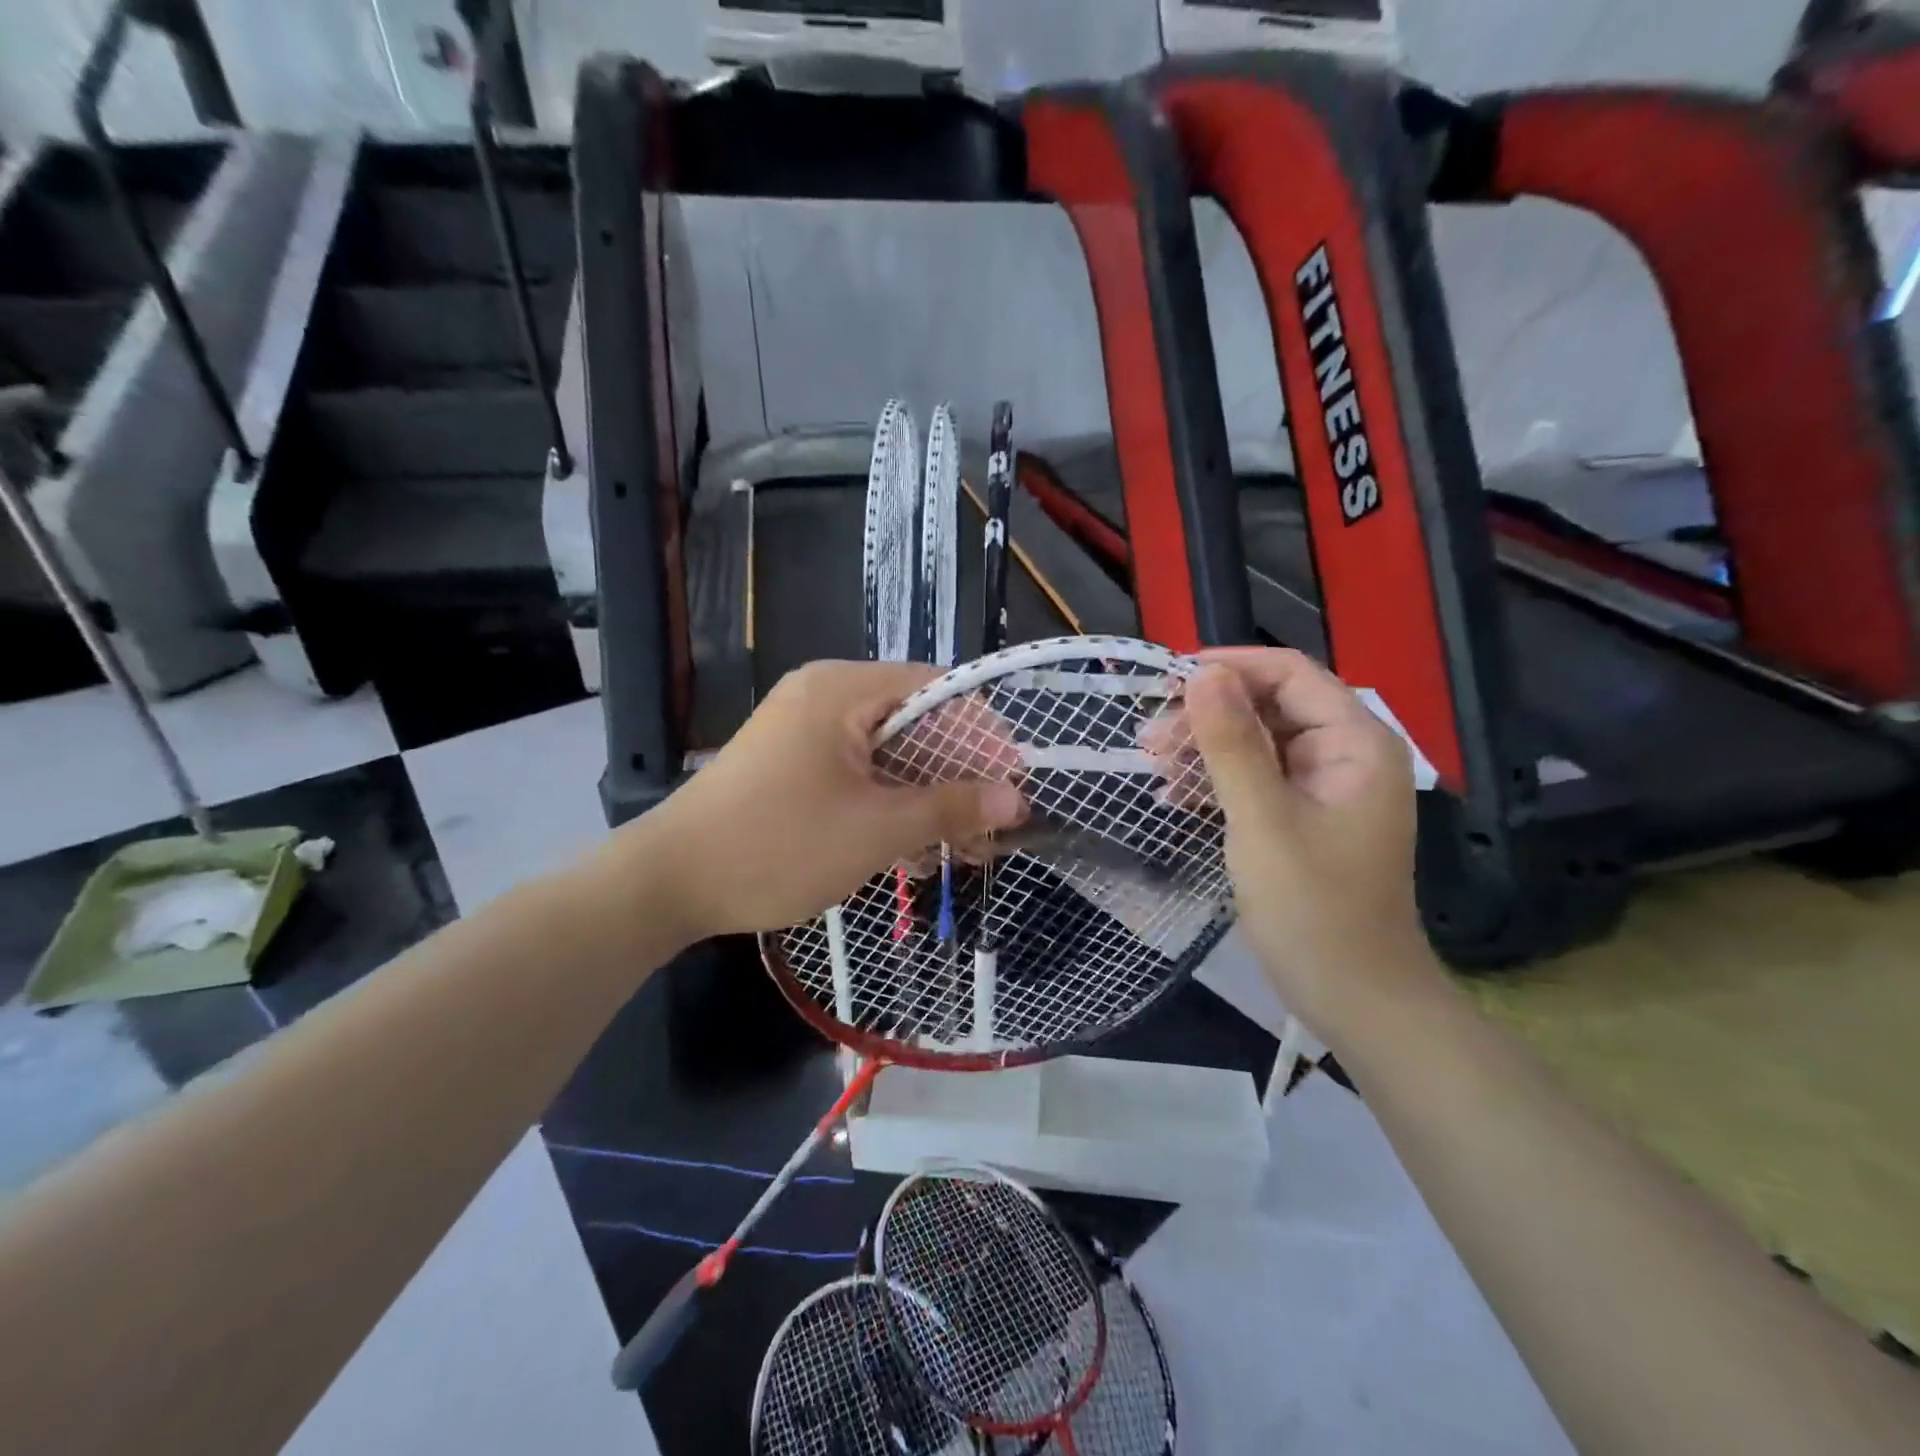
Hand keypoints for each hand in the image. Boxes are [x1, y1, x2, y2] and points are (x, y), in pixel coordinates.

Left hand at [608, 660, 1027, 942]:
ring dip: (926, 798)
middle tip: (990, 830)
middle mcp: (825, 696)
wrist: (668, 883)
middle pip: (916, 723)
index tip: (1011, 785)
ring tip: (957, 851)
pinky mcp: (794, 763)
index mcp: (843, 690)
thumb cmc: (778, 846)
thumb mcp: (876, 830)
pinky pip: (859, 772)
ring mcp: (805, 730)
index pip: (939, 690)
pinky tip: (909, 852)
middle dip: (957, 777)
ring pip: (889, 754)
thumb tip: (1016, 799)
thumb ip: (950, 807)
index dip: (983, 736)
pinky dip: (888, 804)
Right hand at [1182, 648, 1443, 1054]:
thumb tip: (1202, 673)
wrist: (1353, 995)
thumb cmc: (1313, 908)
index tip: (1167, 683)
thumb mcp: (1263, 820)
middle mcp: (1344, 753)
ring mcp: (1324, 786)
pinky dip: (1216, 780)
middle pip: (1269, 705)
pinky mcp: (1303, 815)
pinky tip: (1175, 797)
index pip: (1289, 674)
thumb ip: (1232, 744)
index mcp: (1354, 742)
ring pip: (1256, 741)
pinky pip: (1255, 777)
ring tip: (1154, 768)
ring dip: (1204, 748)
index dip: (1229, 668)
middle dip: (1208, 715)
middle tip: (1150, 740)